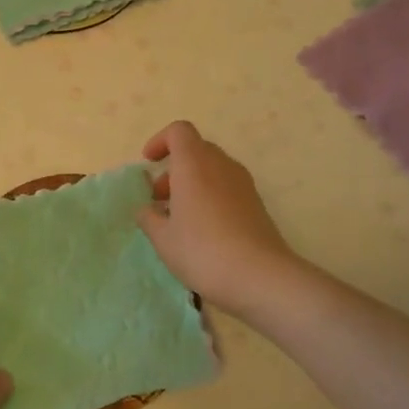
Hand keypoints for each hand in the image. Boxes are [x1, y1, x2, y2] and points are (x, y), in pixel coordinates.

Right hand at [136, 121, 301, 319]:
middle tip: (159, 197)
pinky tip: (203, 230)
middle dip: (174, 167)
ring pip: (212, 169)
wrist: (261, 277)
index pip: (179, 131)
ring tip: (178, 217)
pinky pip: (226, 187)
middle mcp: (221, 165)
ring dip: (192, 183)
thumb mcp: (163, 238)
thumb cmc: (202, 251)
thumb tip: (147, 209)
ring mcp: (243, 183)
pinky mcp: (256, 203)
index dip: (160, 141)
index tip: (148, 163)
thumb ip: (149, 217)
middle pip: (196, 150)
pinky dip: (210, 196)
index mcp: (194, 164)